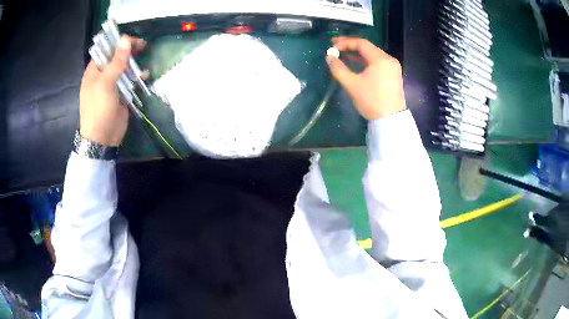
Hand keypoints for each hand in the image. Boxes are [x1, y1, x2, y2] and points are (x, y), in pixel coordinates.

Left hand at [79, 36, 145, 145]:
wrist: (103, 138)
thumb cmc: (99, 109)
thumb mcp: (106, 83)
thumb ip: (117, 61)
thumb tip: (126, 39)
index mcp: (94, 71)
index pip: (106, 50)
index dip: (118, 43)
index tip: (133, 40)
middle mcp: (102, 75)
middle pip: (117, 57)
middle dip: (129, 51)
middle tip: (143, 46)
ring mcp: (112, 85)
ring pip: (124, 68)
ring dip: (134, 63)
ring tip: (145, 58)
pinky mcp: (120, 94)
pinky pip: (129, 81)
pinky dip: (137, 77)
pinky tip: (145, 75)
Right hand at [326, 37, 406, 119]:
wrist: (391, 120)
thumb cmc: (371, 101)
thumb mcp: (352, 84)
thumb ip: (338, 68)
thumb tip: (329, 57)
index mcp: (381, 59)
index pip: (361, 43)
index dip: (345, 42)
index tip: (332, 47)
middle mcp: (389, 59)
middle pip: (368, 47)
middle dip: (350, 46)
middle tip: (335, 47)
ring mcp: (393, 67)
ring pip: (372, 55)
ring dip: (357, 54)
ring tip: (343, 55)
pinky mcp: (393, 75)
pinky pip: (377, 62)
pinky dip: (366, 61)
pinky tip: (355, 64)